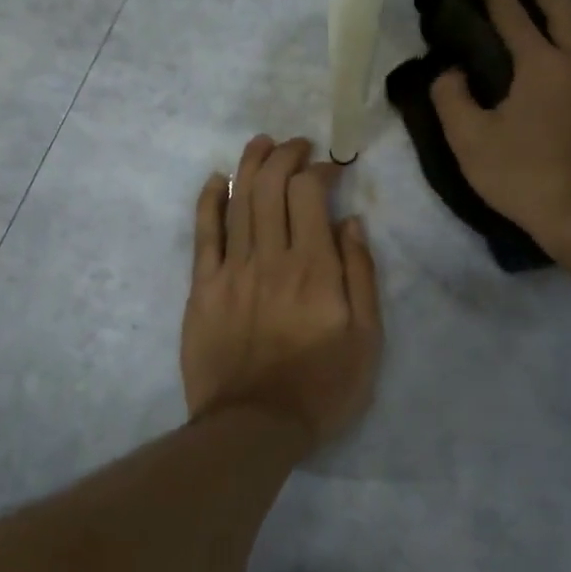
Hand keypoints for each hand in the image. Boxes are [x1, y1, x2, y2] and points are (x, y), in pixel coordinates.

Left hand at [181, 136, 382, 452]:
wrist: (254, 427)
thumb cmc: (321, 387)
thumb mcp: (367, 338)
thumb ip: (361, 275)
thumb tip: (351, 221)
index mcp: (315, 268)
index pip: (310, 194)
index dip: (319, 169)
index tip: (330, 167)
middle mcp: (271, 258)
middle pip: (271, 186)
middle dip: (285, 155)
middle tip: (296, 146)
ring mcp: (232, 270)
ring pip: (239, 200)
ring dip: (251, 164)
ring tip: (262, 144)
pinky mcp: (203, 288)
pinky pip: (204, 233)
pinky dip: (210, 200)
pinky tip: (218, 180)